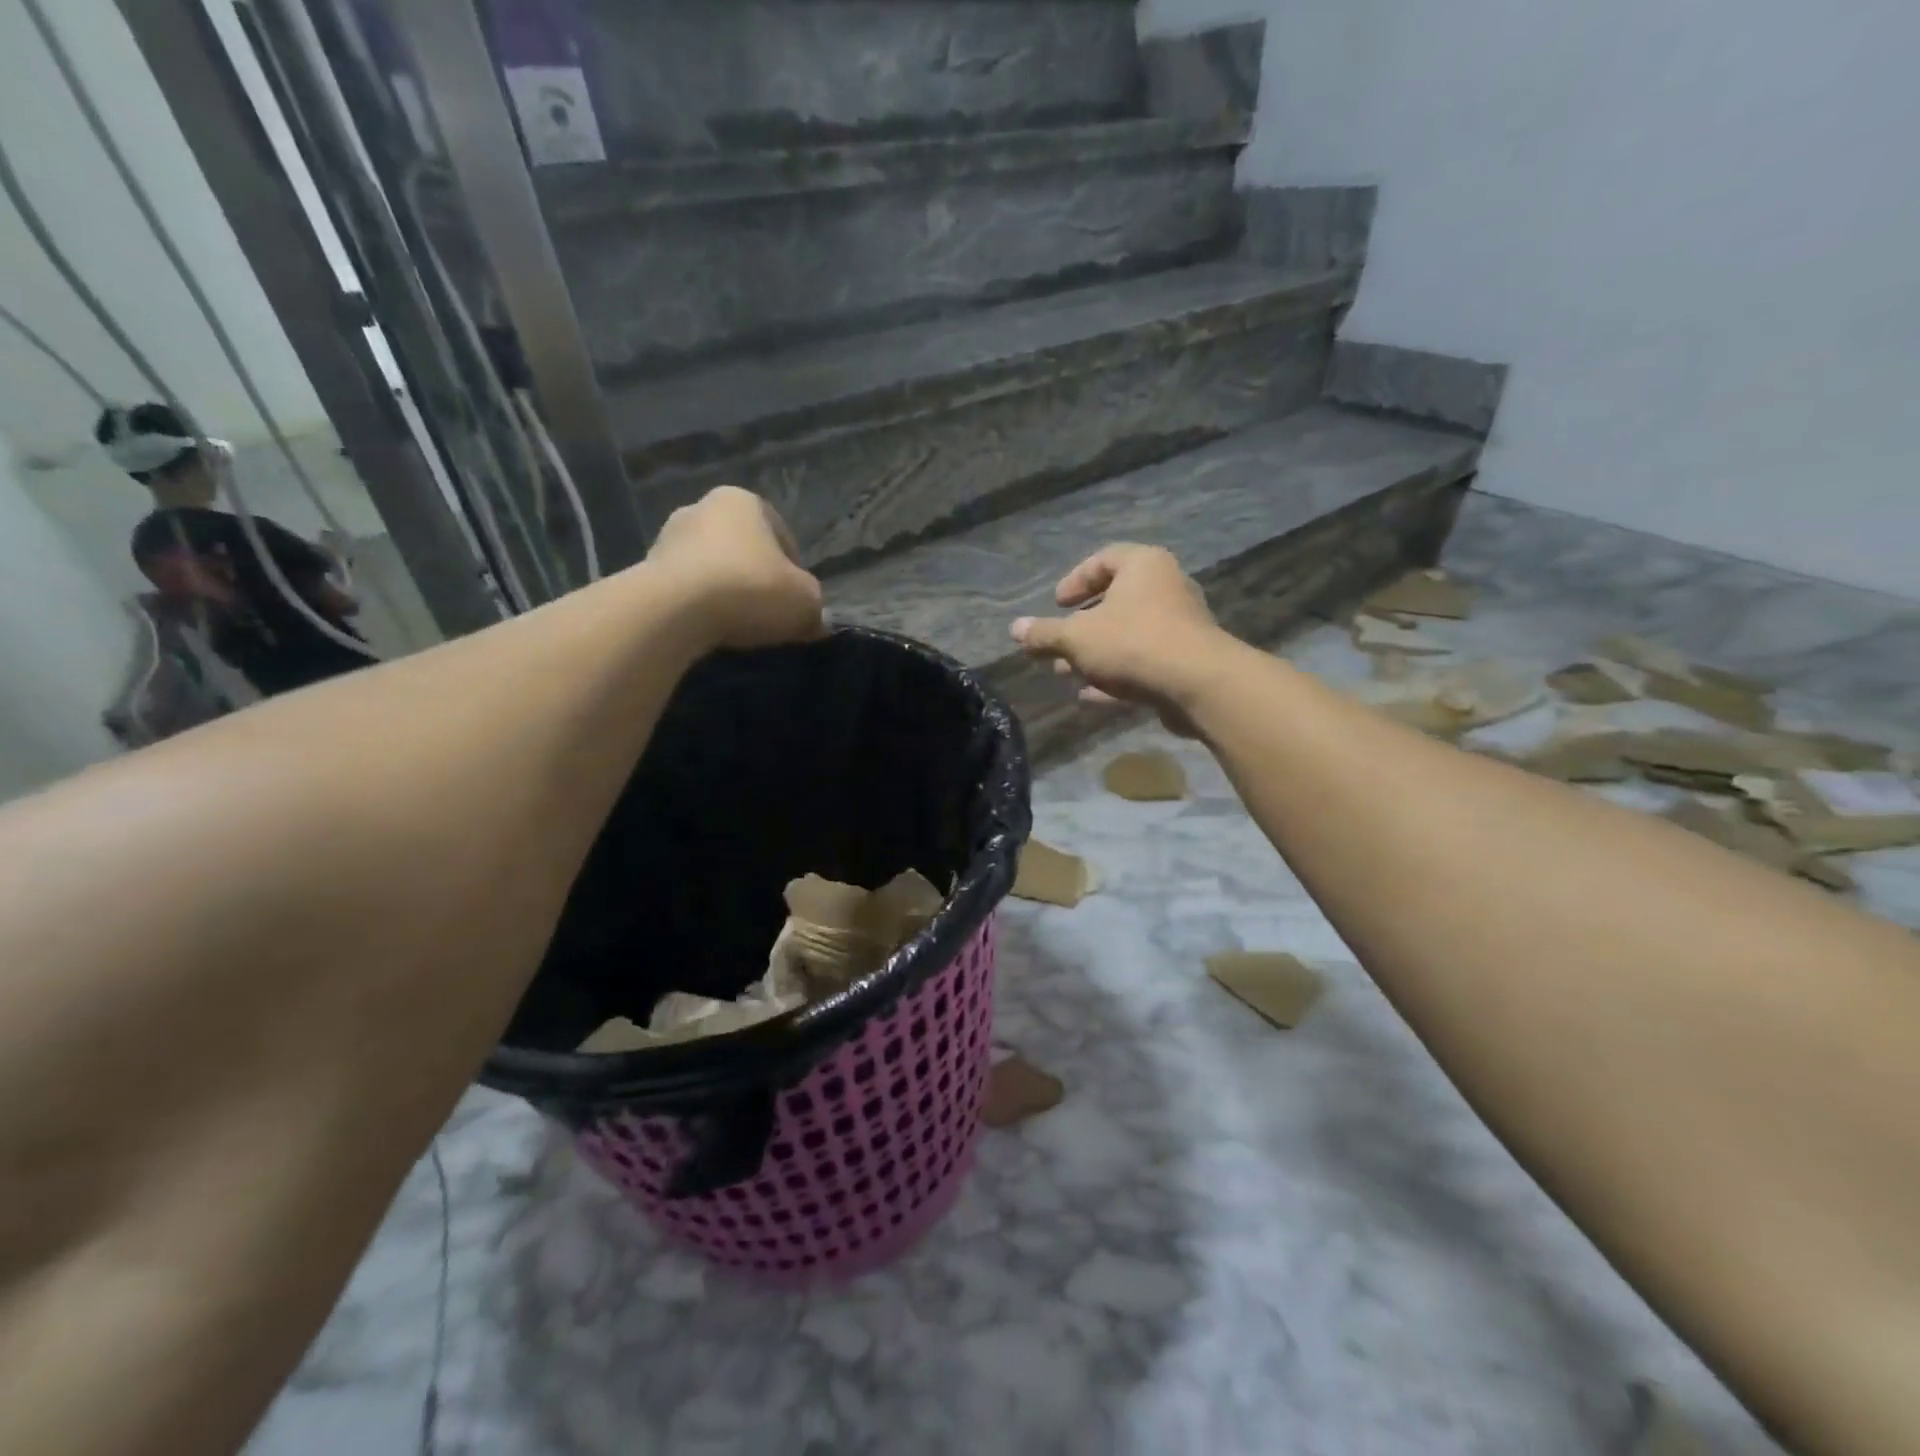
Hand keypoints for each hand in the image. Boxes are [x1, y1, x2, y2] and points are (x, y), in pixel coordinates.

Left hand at [647, 487, 824, 650]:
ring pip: (711, 569)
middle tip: (768, 616)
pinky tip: (708, 630)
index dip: (795, 573)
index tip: (796, 603)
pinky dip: (698, 608)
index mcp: (743, 501)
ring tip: (737, 627)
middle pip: (742, 550)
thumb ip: (814, 606)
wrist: (674, 611)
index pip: (782, 537)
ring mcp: (667, 537)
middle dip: (755, 579)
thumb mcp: (805, 602)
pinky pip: (685, 590)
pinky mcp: (644, 570)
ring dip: (724, 593)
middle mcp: (701, 507)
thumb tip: (813, 621)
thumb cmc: (750, 589)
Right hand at [1010, 544, 1223, 731]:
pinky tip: (1090, 696)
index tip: (1056, 605)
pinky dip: (1116, 676)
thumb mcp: (1076, 637)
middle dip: (1080, 628)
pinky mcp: (1185, 661)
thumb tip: (1015, 629)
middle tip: (1055, 646)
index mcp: (1143, 566)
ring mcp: (1179, 626)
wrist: (1198, 684)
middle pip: (1115, 602)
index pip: (1104, 559)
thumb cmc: (1133, 643)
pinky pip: (1143, 662)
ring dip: (1094, 655)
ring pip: (1127, 636)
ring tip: (1065, 674)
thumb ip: (1044, 634)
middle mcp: (1166, 588)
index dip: (1075, 580)